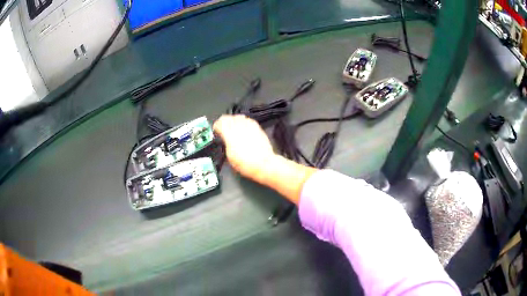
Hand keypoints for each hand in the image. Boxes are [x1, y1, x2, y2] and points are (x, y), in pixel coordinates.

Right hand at [213, 115, 276, 183]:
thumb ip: (226, 143)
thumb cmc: (246, 163)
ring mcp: (249, 125)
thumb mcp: (229, 155)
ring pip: (238, 116)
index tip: (215, 131)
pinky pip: (247, 120)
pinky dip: (243, 122)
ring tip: (232, 129)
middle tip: (222, 129)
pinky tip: (243, 129)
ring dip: (233, 121)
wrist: (263, 164)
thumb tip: (224, 139)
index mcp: (230, 133)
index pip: (220, 122)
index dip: (216, 126)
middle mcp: (239, 126)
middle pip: (228, 117)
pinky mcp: (257, 127)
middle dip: (224, 122)